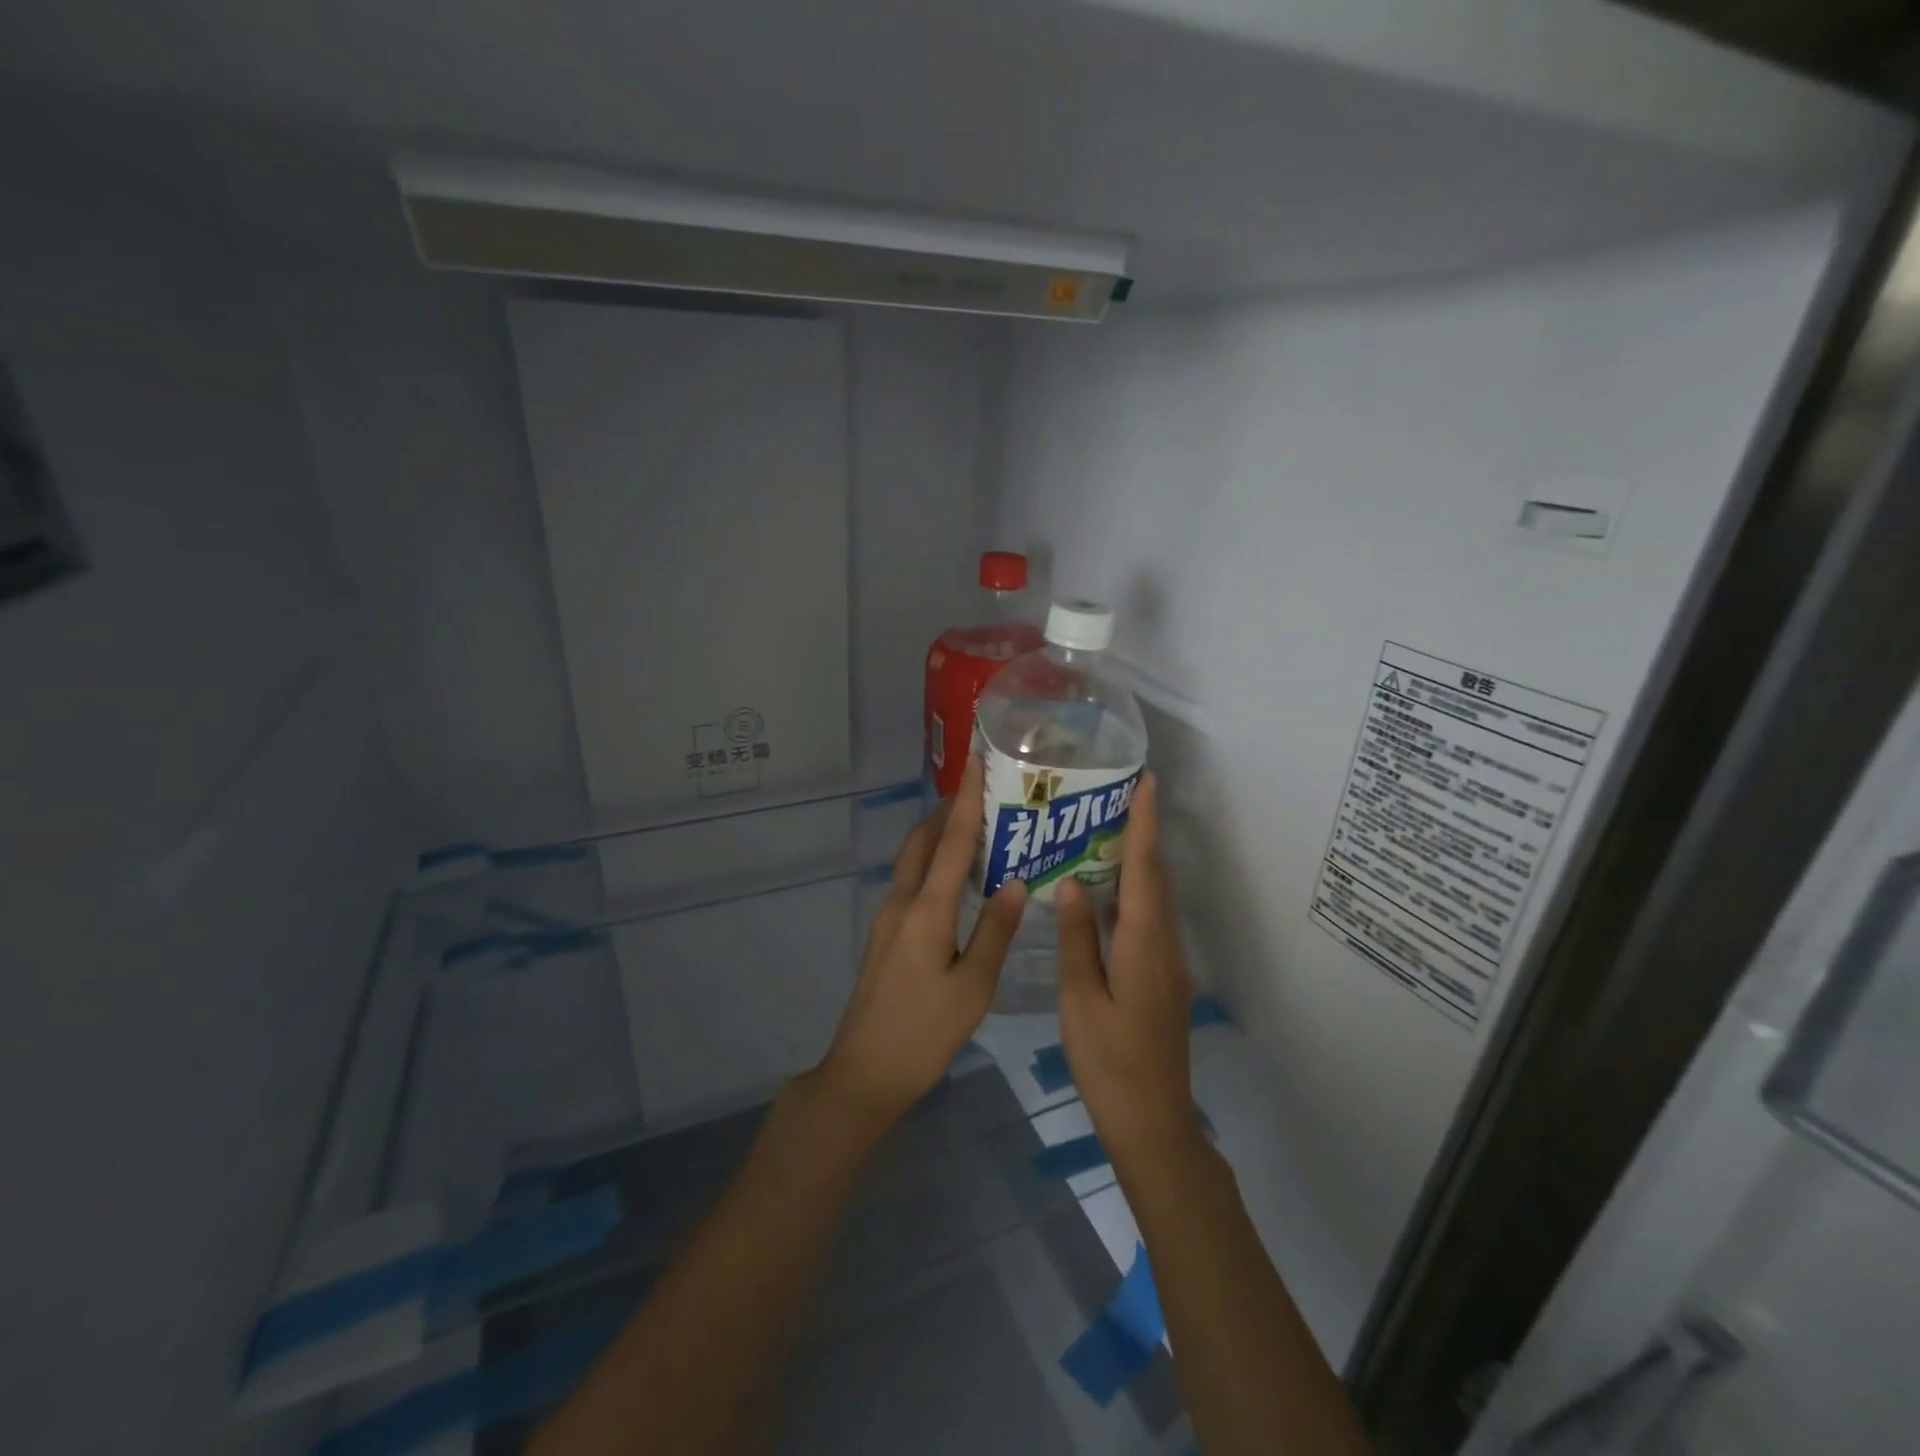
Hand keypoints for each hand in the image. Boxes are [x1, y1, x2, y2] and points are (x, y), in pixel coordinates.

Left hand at [812, 755, 1027, 1131]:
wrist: (865, 1070)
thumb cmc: (926, 1031)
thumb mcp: (974, 986)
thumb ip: (995, 930)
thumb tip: (1015, 882)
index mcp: (927, 910)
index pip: (951, 841)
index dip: (966, 799)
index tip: (975, 760)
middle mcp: (903, 902)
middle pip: (923, 841)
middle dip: (946, 810)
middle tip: (979, 791)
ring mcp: (887, 918)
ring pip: (913, 860)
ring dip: (936, 835)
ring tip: (970, 825)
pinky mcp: (884, 934)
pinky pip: (910, 881)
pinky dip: (931, 862)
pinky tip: (953, 877)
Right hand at [1056, 772, 1198, 1165]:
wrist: (1153, 1122)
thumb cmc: (1109, 1062)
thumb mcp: (1080, 998)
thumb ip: (1077, 938)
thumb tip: (1071, 884)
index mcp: (1143, 943)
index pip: (1144, 868)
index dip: (1144, 822)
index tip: (1146, 781)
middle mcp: (1164, 944)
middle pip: (1156, 877)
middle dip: (1143, 832)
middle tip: (1117, 797)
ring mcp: (1168, 963)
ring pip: (1155, 898)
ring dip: (1139, 861)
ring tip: (1106, 833)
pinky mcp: (1163, 979)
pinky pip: (1150, 920)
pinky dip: (1133, 893)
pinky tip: (1106, 895)